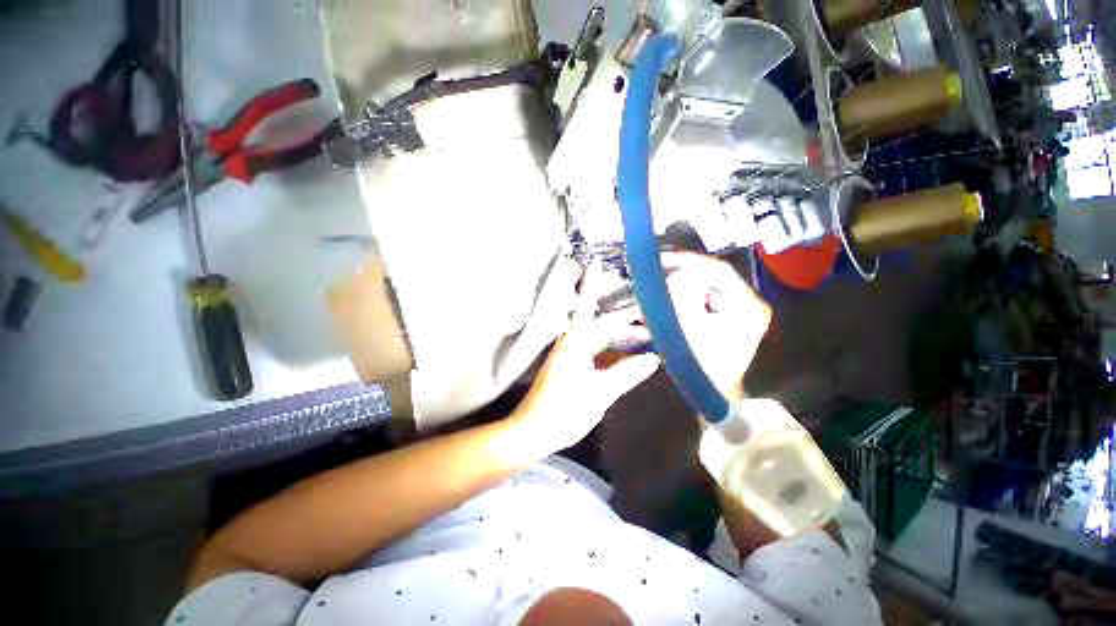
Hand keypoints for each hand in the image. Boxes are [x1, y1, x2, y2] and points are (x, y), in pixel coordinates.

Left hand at [510, 258, 660, 453]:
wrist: (532, 432)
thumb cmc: (563, 412)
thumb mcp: (599, 394)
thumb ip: (625, 375)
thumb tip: (652, 359)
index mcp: (575, 344)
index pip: (587, 306)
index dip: (592, 283)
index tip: (596, 260)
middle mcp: (571, 344)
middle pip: (601, 323)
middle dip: (624, 316)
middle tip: (650, 309)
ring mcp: (571, 357)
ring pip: (600, 339)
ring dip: (621, 337)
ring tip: (648, 335)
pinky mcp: (571, 368)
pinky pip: (596, 354)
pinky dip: (613, 354)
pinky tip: (630, 359)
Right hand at [662, 252, 770, 398]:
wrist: (714, 391)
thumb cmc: (703, 364)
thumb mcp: (689, 329)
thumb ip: (682, 298)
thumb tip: (676, 275)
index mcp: (746, 304)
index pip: (719, 270)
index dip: (689, 260)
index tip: (663, 256)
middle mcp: (748, 301)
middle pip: (713, 275)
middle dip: (684, 270)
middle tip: (659, 265)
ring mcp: (739, 308)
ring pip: (708, 284)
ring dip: (684, 281)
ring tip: (661, 277)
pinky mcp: (729, 315)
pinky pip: (706, 296)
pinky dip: (688, 293)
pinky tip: (671, 293)